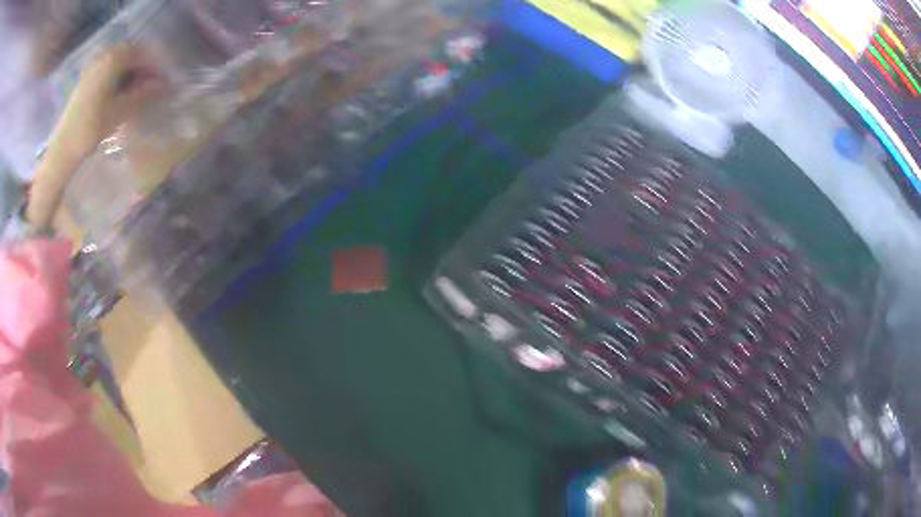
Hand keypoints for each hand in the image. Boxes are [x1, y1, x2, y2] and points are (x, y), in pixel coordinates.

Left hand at [27, 45, 164, 230]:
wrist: (61, 151)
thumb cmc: (89, 130)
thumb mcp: (119, 112)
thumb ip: (142, 96)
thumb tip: (164, 87)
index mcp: (113, 59)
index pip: (142, 54)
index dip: (155, 67)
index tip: (164, 83)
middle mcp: (103, 56)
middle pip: (130, 56)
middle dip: (143, 70)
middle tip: (152, 89)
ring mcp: (93, 68)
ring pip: (119, 64)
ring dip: (130, 76)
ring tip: (137, 94)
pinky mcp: (86, 81)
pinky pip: (108, 72)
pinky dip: (118, 80)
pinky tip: (120, 96)